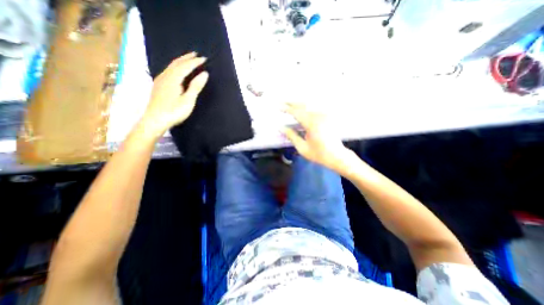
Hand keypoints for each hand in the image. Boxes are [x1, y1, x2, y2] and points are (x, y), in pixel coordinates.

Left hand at [139, 52, 208, 139]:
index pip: (185, 66)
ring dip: (180, 61)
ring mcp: (160, 80)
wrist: (155, 120)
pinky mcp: (159, 86)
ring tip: (188, 59)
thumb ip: (195, 86)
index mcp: (173, 79)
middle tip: (196, 54)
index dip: (195, 62)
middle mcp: (165, 76)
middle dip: (186, 58)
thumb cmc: (174, 111)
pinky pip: (168, 71)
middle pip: (176, 63)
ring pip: (171, 66)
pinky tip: (177, 70)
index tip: (204, 59)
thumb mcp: (188, 100)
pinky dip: (175, 67)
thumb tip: (205, 74)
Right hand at [282, 102, 354, 173]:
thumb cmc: (319, 154)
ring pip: (309, 106)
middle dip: (292, 102)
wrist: (337, 156)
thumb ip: (291, 136)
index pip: (297, 112)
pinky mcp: (327, 118)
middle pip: (303, 105)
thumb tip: (281, 128)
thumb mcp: (302, 148)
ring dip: (298, 104)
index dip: (287, 109)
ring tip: (289, 104)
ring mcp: (324, 116)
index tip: (278, 106)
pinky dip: (306, 108)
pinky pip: (314, 109)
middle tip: (282, 101)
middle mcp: (319, 117)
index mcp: (312, 124)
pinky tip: (301, 109)